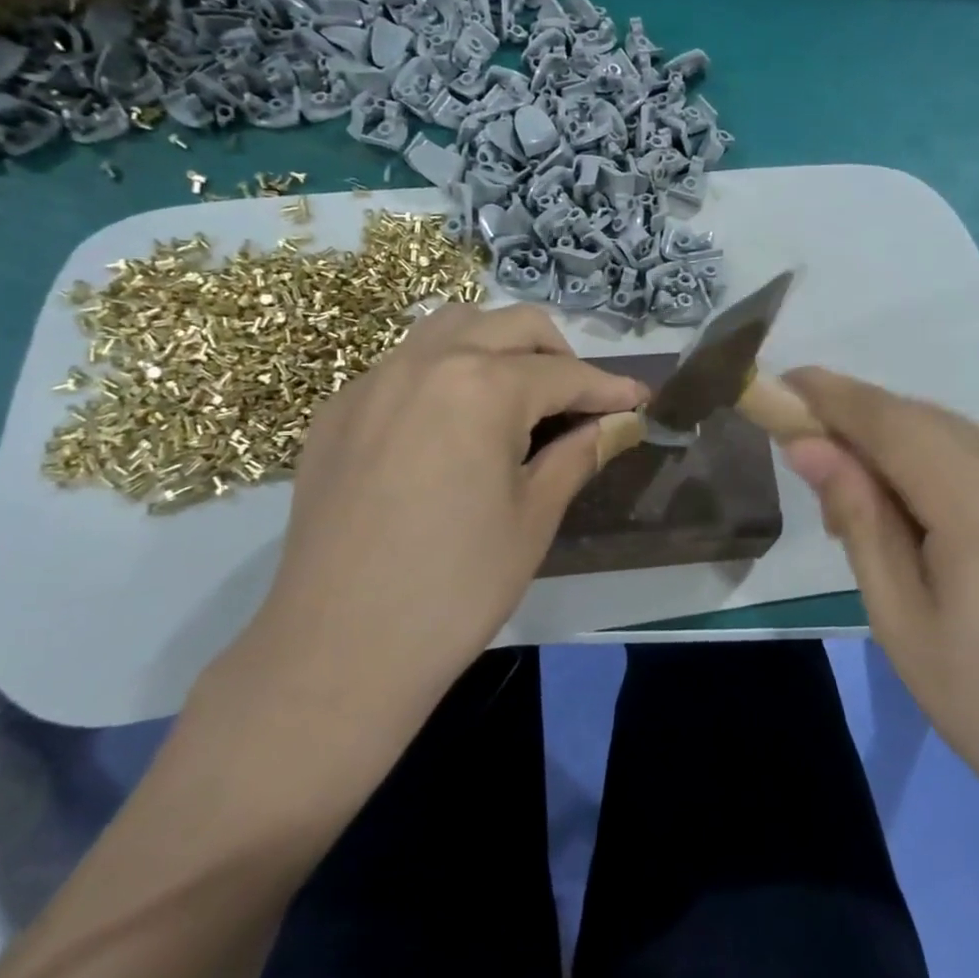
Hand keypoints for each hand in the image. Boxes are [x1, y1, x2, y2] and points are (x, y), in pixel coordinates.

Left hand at [211, 305, 645, 743]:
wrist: (338, 650)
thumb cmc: (456, 587)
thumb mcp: (534, 517)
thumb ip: (579, 453)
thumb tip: (620, 423)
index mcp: (482, 386)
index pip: (565, 374)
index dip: (610, 389)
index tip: (639, 401)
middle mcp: (426, 362)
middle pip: (511, 326)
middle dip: (559, 354)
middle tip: (580, 402)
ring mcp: (374, 382)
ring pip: (451, 328)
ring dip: (497, 346)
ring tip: (517, 397)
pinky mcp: (339, 411)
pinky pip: (404, 364)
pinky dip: (444, 372)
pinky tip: (451, 425)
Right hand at [781, 367, 978, 803]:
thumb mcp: (900, 617)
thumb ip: (857, 517)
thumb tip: (810, 447)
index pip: (886, 417)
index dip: (830, 394)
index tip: (784, 384)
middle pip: (923, 419)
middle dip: (863, 425)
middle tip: (818, 466)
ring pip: (961, 438)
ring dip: (906, 450)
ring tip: (877, 508)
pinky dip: (951, 470)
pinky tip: (943, 524)